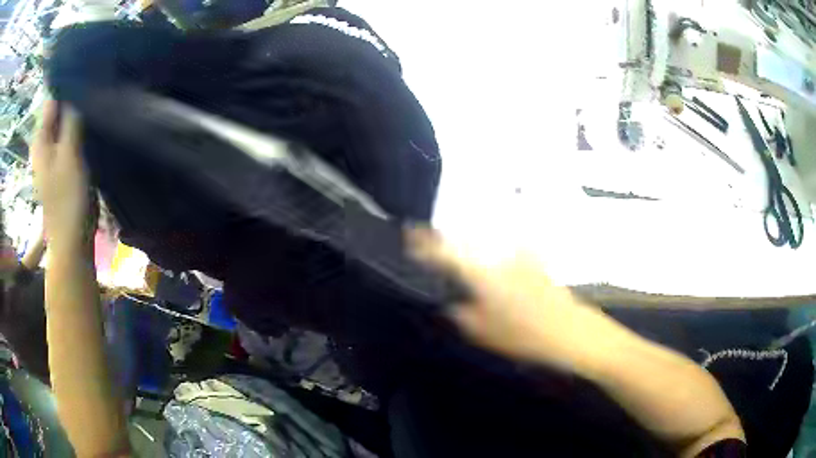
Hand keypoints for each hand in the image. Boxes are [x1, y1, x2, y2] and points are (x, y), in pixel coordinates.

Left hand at [31, 100, 91, 243]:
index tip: (89, 86)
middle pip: (60, 111)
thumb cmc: (68, 199)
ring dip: (80, 119)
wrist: (72, 241)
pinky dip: (80, 133)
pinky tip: (91, 133)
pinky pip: (71, 138)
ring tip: (96, 115)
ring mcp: (53, 155)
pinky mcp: (63, 164)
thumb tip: (77, 86)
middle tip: (95, 101)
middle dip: (76, 103)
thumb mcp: (69, 154)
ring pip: (67, 124)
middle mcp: (44, 143)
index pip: (54, 99)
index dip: (70, 89)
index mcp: (41, 138)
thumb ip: (70, 119)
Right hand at [409, 228, 607, 368]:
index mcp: (480, 271)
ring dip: (469, 245)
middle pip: (464, 239)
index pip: (444, 250)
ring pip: (485, 241)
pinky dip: (494, 251)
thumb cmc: (523, 335)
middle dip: (446, 241)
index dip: (424, 243)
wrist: (569, 330)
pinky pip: (505, 248)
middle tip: (434, 250)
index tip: (410, 235)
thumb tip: (452, 302)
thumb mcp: (481, 331)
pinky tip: (494, 263)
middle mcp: (497, 254)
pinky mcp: (533, 259)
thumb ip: (460, 313)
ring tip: (461, 257)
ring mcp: (518, 254)